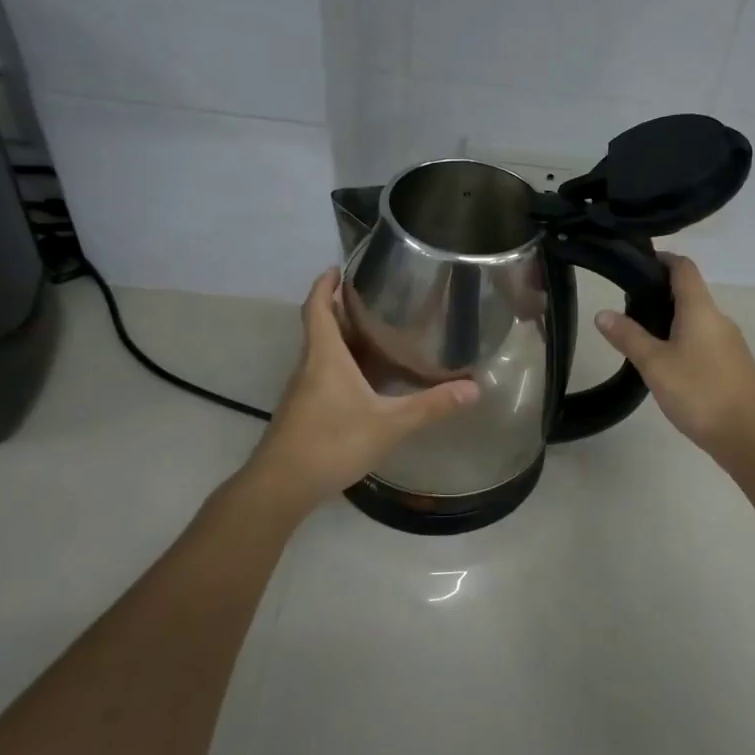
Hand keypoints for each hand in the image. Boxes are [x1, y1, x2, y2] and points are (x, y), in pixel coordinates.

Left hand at [246, 269, 479, 507]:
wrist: (281, 486)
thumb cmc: (332, 443)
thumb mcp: (389, 424)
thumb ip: (431, 406)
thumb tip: (474, 388)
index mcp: (325, 357)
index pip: (318, 307)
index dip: (325, 284)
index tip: (337, 267)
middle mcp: (309, 367)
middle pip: (319, 326)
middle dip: (339, 308)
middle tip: (371, 298)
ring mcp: (302, 392)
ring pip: (320, 353)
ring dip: (340, 338)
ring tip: (374, 333)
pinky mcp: (302, 412)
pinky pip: (321, 376)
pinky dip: (340, 365)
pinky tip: (363, 382)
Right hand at [596, 254, 754, 459]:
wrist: (748, 436)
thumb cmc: (699, 392)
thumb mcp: (654, 364)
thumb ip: (628, 336)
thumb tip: (602, 313)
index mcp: (701, 309)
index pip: (683, 268)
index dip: (662, 259)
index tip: (636, 264)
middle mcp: (719, 318)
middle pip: (689, 293)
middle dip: (659, 295)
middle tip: (627, 309)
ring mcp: (730, 342)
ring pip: (697, 320)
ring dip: (671, 321)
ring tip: (641, 338)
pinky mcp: (733, 365)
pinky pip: (705, 340)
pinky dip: (684, 341)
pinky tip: (668, 365)